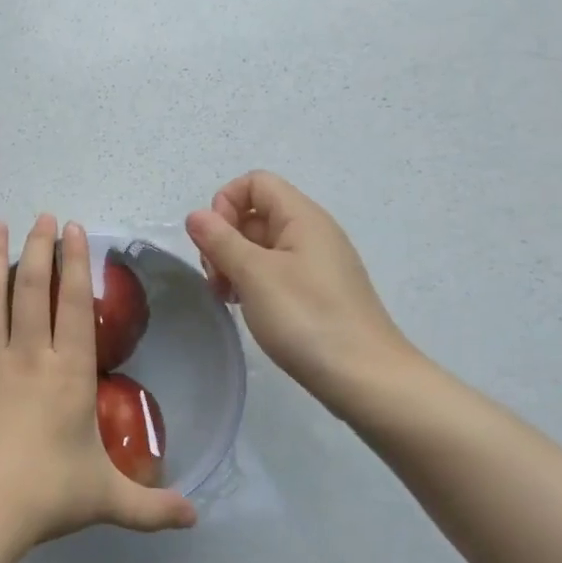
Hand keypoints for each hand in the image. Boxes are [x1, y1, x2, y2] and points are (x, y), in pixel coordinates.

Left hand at [0, 216, 196, 551]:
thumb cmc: (46, 495)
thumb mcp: (108, 501)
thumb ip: (152, 507)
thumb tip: (195, 519)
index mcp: (68, 373)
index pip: (74, 305)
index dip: (75, 264)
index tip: (73, 229)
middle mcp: (28, 356)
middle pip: (31, 290)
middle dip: (37, 248)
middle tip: (39, 217)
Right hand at [185, 171, 418, 417]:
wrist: (366, 379)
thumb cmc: (308, 319)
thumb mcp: (255, 275)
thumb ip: (221, 240)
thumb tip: (196, 215)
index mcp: (302, 217)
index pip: (255, 182)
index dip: (226, 203)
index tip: (215, 242)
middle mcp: (311, 232)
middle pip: (255, 213)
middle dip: (225, 238)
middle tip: (217, 278)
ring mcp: (315, 264)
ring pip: (261, 245)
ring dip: (234, 264)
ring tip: (227, 297)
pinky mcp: (315, 292)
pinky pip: (274, 271)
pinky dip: (252, 282)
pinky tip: (246, 308)